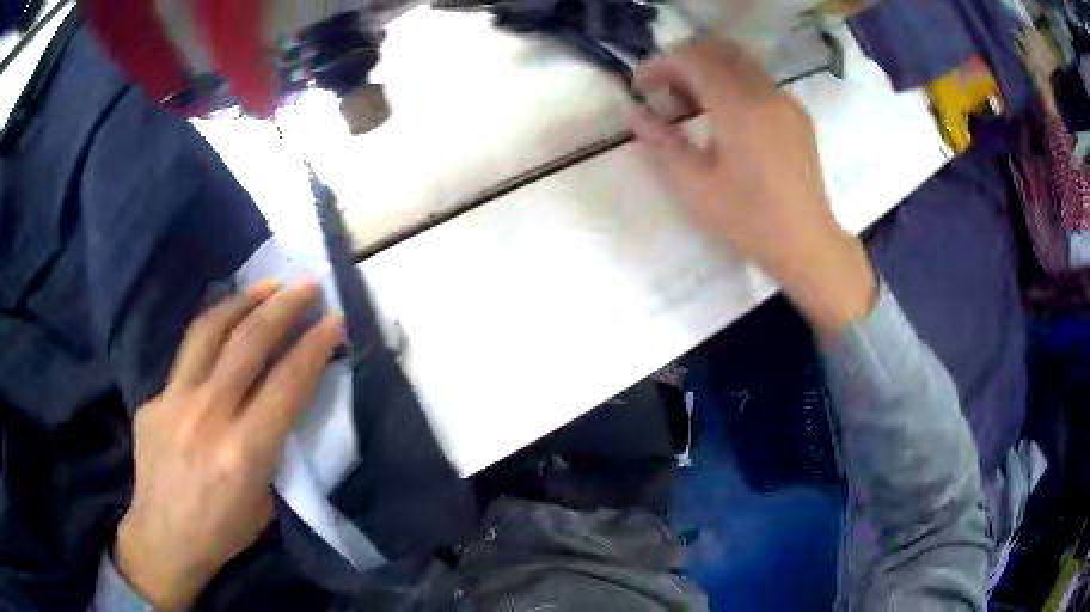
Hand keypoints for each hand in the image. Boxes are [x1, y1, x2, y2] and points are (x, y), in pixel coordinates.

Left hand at [114, 280, 343, 609]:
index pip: (287, 384)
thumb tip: (277, 404)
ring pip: (209, 331)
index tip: (333, 320)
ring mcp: (173, 401)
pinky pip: (185, 357)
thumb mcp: (264, 500)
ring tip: (266, 285)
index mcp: (244, 452)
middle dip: (283, 306)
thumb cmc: (223, 532)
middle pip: (248, 342)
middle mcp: (208, 416)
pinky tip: (221, 333)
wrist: (163, 539)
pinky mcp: (152, 399)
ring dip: (243, 301)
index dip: (314, 347)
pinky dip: (210, 338)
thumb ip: (270, 447)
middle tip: (306, 285)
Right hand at [630, 39, 875, 334]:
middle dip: (683, 62)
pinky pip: (759, 81)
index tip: (641, 88)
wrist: (806, 243)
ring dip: (709, 71)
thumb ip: (662, 142)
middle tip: (666, 94)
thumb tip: (636, 114)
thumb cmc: (749, 220)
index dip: (659, 65)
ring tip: (693, 106)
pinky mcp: (797, 115)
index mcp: (739, 106)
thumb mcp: (695, 186)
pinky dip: (733, 83)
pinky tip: (726, 118)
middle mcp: (765, 92)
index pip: (692, 58)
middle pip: (716, 50)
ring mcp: (785, 101)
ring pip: (739, 62)